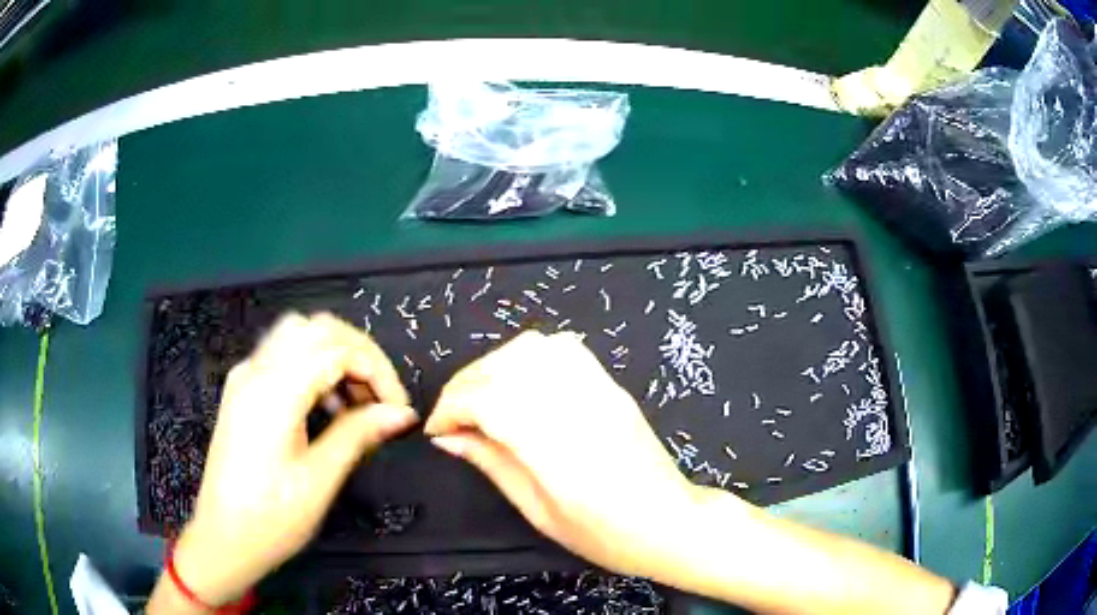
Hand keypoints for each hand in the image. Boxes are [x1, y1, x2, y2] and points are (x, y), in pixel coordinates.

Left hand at [157, 313, 418, 607]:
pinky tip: (325, 406)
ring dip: (335, 356)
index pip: (337, 349)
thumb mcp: (319, 479)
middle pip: (317, 328)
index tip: (398, 408)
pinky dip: (313, 366)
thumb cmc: (272, 517)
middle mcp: (257, 370)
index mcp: (275, 391)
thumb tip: (402, 413)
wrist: (224, 538)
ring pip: (298, 335)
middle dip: (359, 353)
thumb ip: (358, 434)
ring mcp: (245, 377)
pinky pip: (282, 356)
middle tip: (380, 397)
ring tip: (355, 402)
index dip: (377, 371)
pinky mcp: (242, 390)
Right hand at [425, 331, 705, 577]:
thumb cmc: (603, 534)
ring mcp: (598, 389)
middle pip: (503, 367)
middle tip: (453, 417)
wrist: (669, 522)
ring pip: (531, 348)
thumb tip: (447, 438)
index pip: (486, 399)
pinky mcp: (611, 385)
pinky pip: (564, 349)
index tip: (437, 431)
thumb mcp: (538, 511)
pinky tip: (521, 382)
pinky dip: (530, 355)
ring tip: (483, 398)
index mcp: (554, 447)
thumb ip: (492, 465)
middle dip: (464, 385)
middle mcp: (575, 407)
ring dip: (494, 366)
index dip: (450, 408)